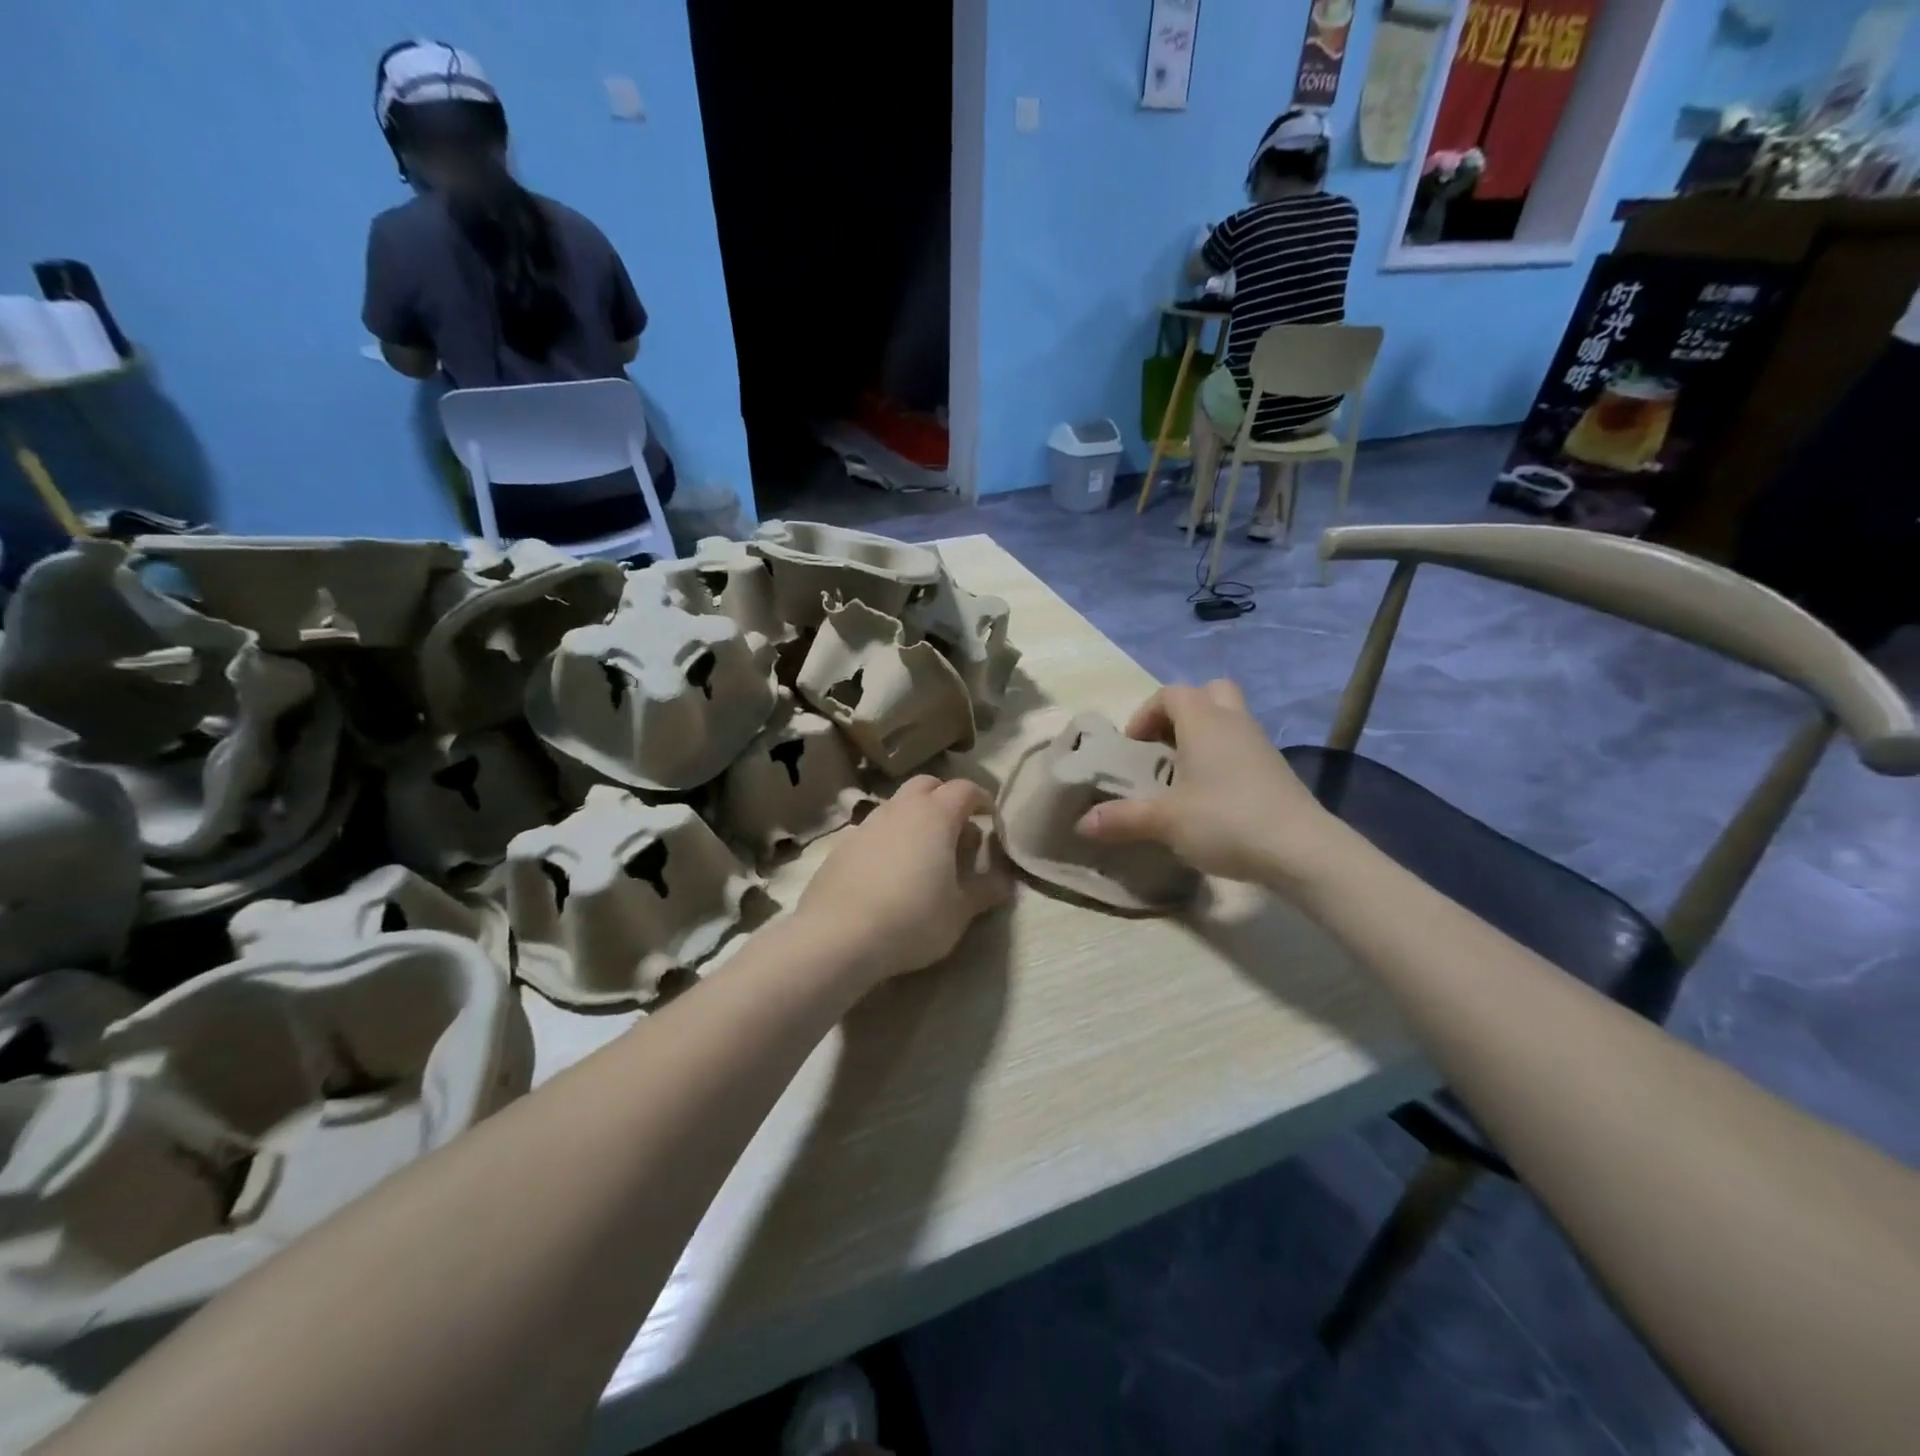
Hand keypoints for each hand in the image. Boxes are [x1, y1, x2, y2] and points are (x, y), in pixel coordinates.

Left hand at [796, 776, 1011, 983]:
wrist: (838, 936)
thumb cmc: (912, 919)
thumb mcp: (959, 912)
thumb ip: (985, 892)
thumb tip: (1005, 883)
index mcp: (936, 816)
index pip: (965, 789)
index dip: (983, 799)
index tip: (992, 818)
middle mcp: (900, 809)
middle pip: (927, 785)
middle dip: (946, 798)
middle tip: (958, 829)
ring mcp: (867, 824)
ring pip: (897, 805)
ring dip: (915, 818)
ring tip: (924, 852)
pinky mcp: (841, 845)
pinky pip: (873, 830)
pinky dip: (888, 839)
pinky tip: (889, 870)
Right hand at [1075, 680, 1331, 885]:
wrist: (1301, 849)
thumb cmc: (1225, 821)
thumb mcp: (1165, 822)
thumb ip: (1122, 818)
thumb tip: (1081, 824)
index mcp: (1204, 722)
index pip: (1172, 693)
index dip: (1146, 713)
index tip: (1134, 746)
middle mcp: (1234, 722)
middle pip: (1209, 693)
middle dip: (1182, 713)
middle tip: (1164, 746)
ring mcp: (1260, 744)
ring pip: (1229, 719)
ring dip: (1204, 736)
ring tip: (1184, 775)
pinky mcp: (1277, 770)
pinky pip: (1243, 746)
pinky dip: (1224, 758)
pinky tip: (1213, 796)